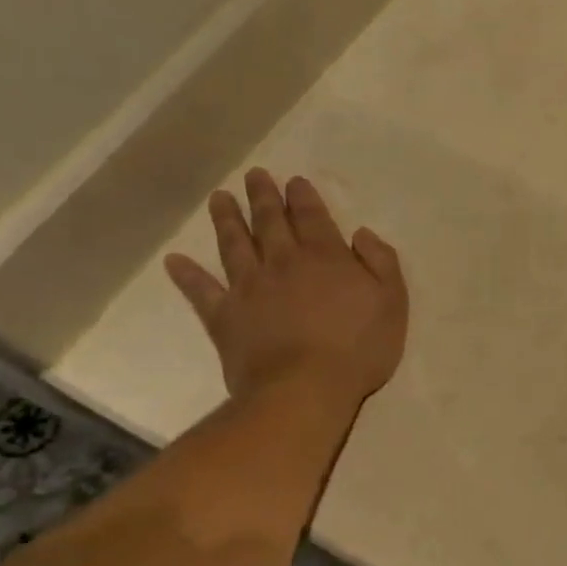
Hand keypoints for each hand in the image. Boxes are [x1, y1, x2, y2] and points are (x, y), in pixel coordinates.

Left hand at [163, 170, 407, 401]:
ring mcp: (249, 288)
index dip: (303, 197)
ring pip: (234, 245)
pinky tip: (174, 261)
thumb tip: (361, 234)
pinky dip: (187, 275)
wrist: (306, 389)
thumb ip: (381, 263)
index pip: (312, 217)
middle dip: (263, 197)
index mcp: (326, 257)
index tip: (294, 181)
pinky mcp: (225, 317)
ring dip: (226, 220)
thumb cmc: (359, 348)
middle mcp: (283, 262)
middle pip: (270, 222)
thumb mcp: (392, 303)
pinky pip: (201, 291)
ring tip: (219, 198)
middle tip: (254, 176)